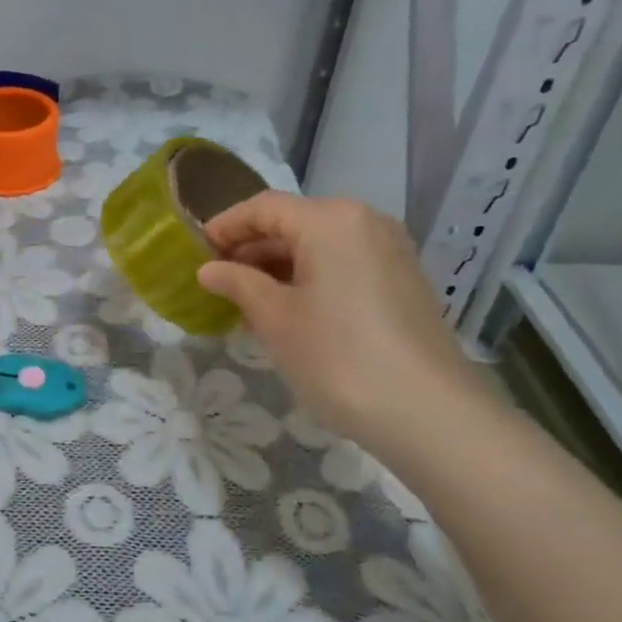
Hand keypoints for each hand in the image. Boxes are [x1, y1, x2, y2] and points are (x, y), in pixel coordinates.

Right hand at [195, 193, 491, 450]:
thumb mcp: (274, 317)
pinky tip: (286, 312)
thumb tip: (209, 270)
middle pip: (293, 223)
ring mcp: (389, 252)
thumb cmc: (336, 355)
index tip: (195, 252)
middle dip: (250, 249)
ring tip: (244, 302)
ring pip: (318, 246)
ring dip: (277, 267)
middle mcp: (364, 223)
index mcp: (330, 220)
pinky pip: (342, 265)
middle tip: (216, 281)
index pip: (263, 208)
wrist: (427, 413)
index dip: (224, 226)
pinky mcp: (402, 282)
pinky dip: (308, 279)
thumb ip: (237, 283)